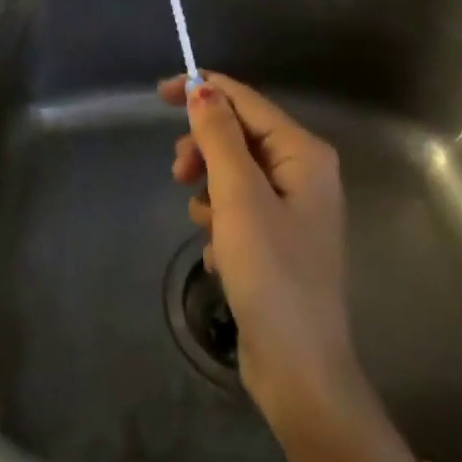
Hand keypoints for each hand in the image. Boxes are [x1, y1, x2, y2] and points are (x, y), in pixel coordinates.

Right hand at [160, 74, 372, 432]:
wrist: (301, 373)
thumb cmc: (272, 273)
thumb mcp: (238, 196)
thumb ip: (218, 136)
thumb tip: (201, 87)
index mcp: (303, 153)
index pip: (245, 100)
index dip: (202, 91)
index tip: (158, 94)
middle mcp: (303, 173)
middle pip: (238, 136)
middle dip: (203, 151)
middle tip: (178, 174)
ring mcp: (292, 209)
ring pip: (233, 173)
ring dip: (209, 191)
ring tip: (202, 223)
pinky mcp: (278, 241)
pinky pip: (238, 209)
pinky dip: (220, 222)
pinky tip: (217, 254)